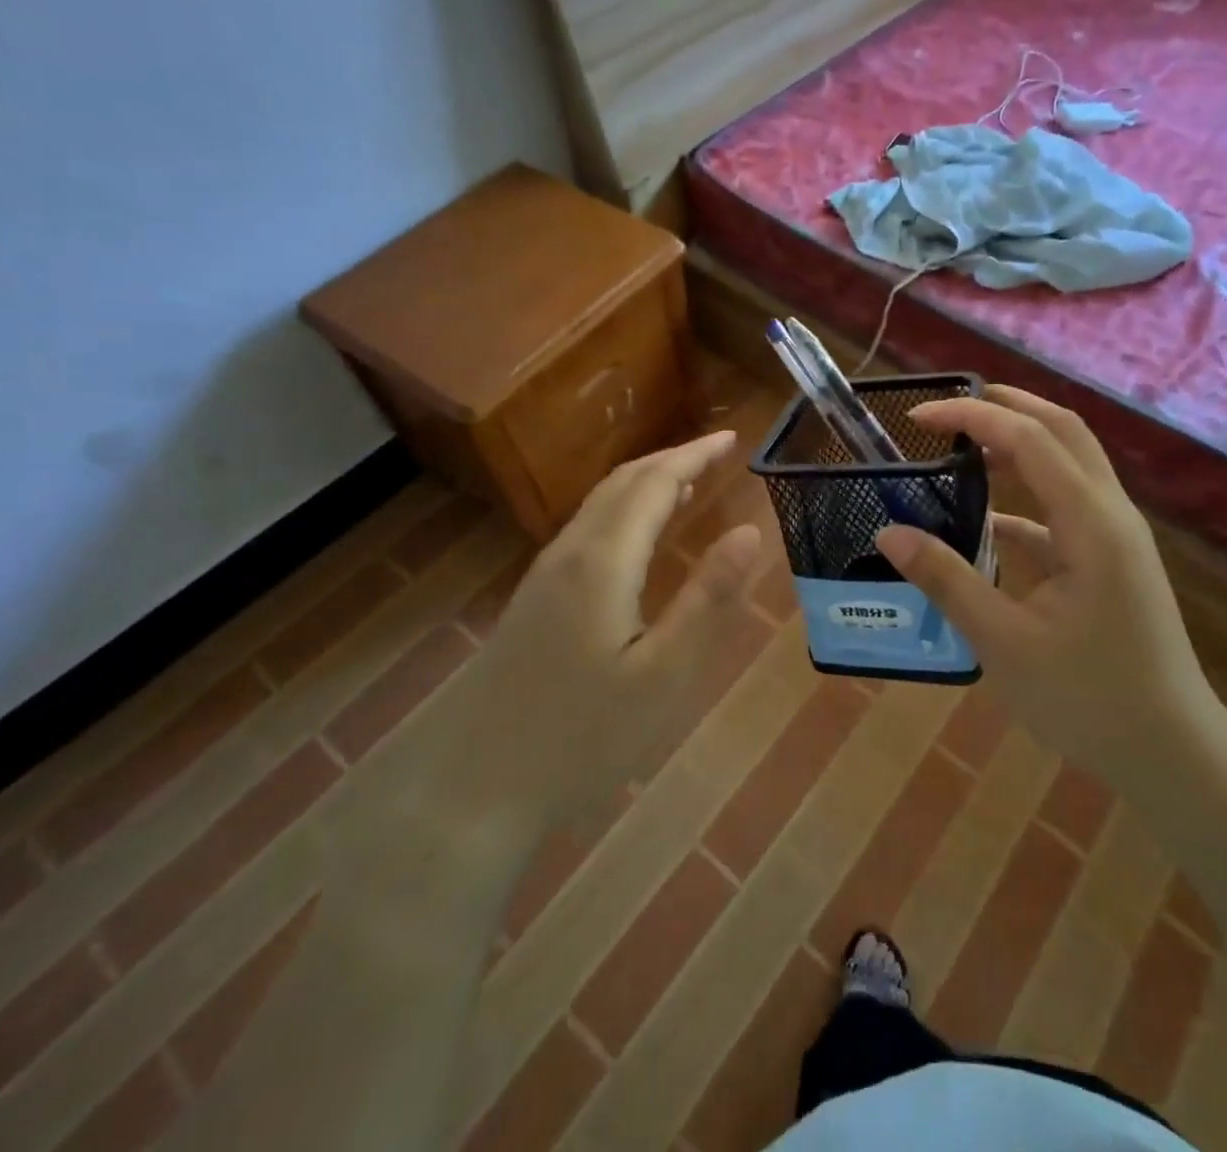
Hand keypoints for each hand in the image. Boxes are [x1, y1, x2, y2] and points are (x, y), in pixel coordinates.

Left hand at [465, 430, 763, 823]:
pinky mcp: (535, 600)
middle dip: (671, 460)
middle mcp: (570, 553)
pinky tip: (638, 538)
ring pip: (600, 505)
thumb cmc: (584, 735)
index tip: (732, 439)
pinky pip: (587, 530)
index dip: (694, 456)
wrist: (476, 786)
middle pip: (622, 483)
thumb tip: (750, 529)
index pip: (654, 483)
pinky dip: (624, 511)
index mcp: (603, 560)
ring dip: (646, 483)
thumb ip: (709, 597)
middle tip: (716, 453)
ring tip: (687, 484)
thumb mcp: (665, 673)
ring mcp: (544, 576)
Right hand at [875, 386, 1220, 778]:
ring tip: (964, 447)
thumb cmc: (1089, 700)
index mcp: (1091, 523)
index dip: (973, 416)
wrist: (1172, 754)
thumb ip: (946, 580)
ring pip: (1070, 464)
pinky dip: (1026, 499)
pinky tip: (987, 524)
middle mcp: (1112, 515)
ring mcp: (1117, 538)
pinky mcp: (1113, 562)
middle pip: (1063, 431)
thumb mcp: (1004, 642)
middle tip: (950, 408)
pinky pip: (1066, 509)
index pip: (1031, 438)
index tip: (920, 416)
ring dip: (1020, 444)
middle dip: (1007, 407)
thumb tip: (888, 533)